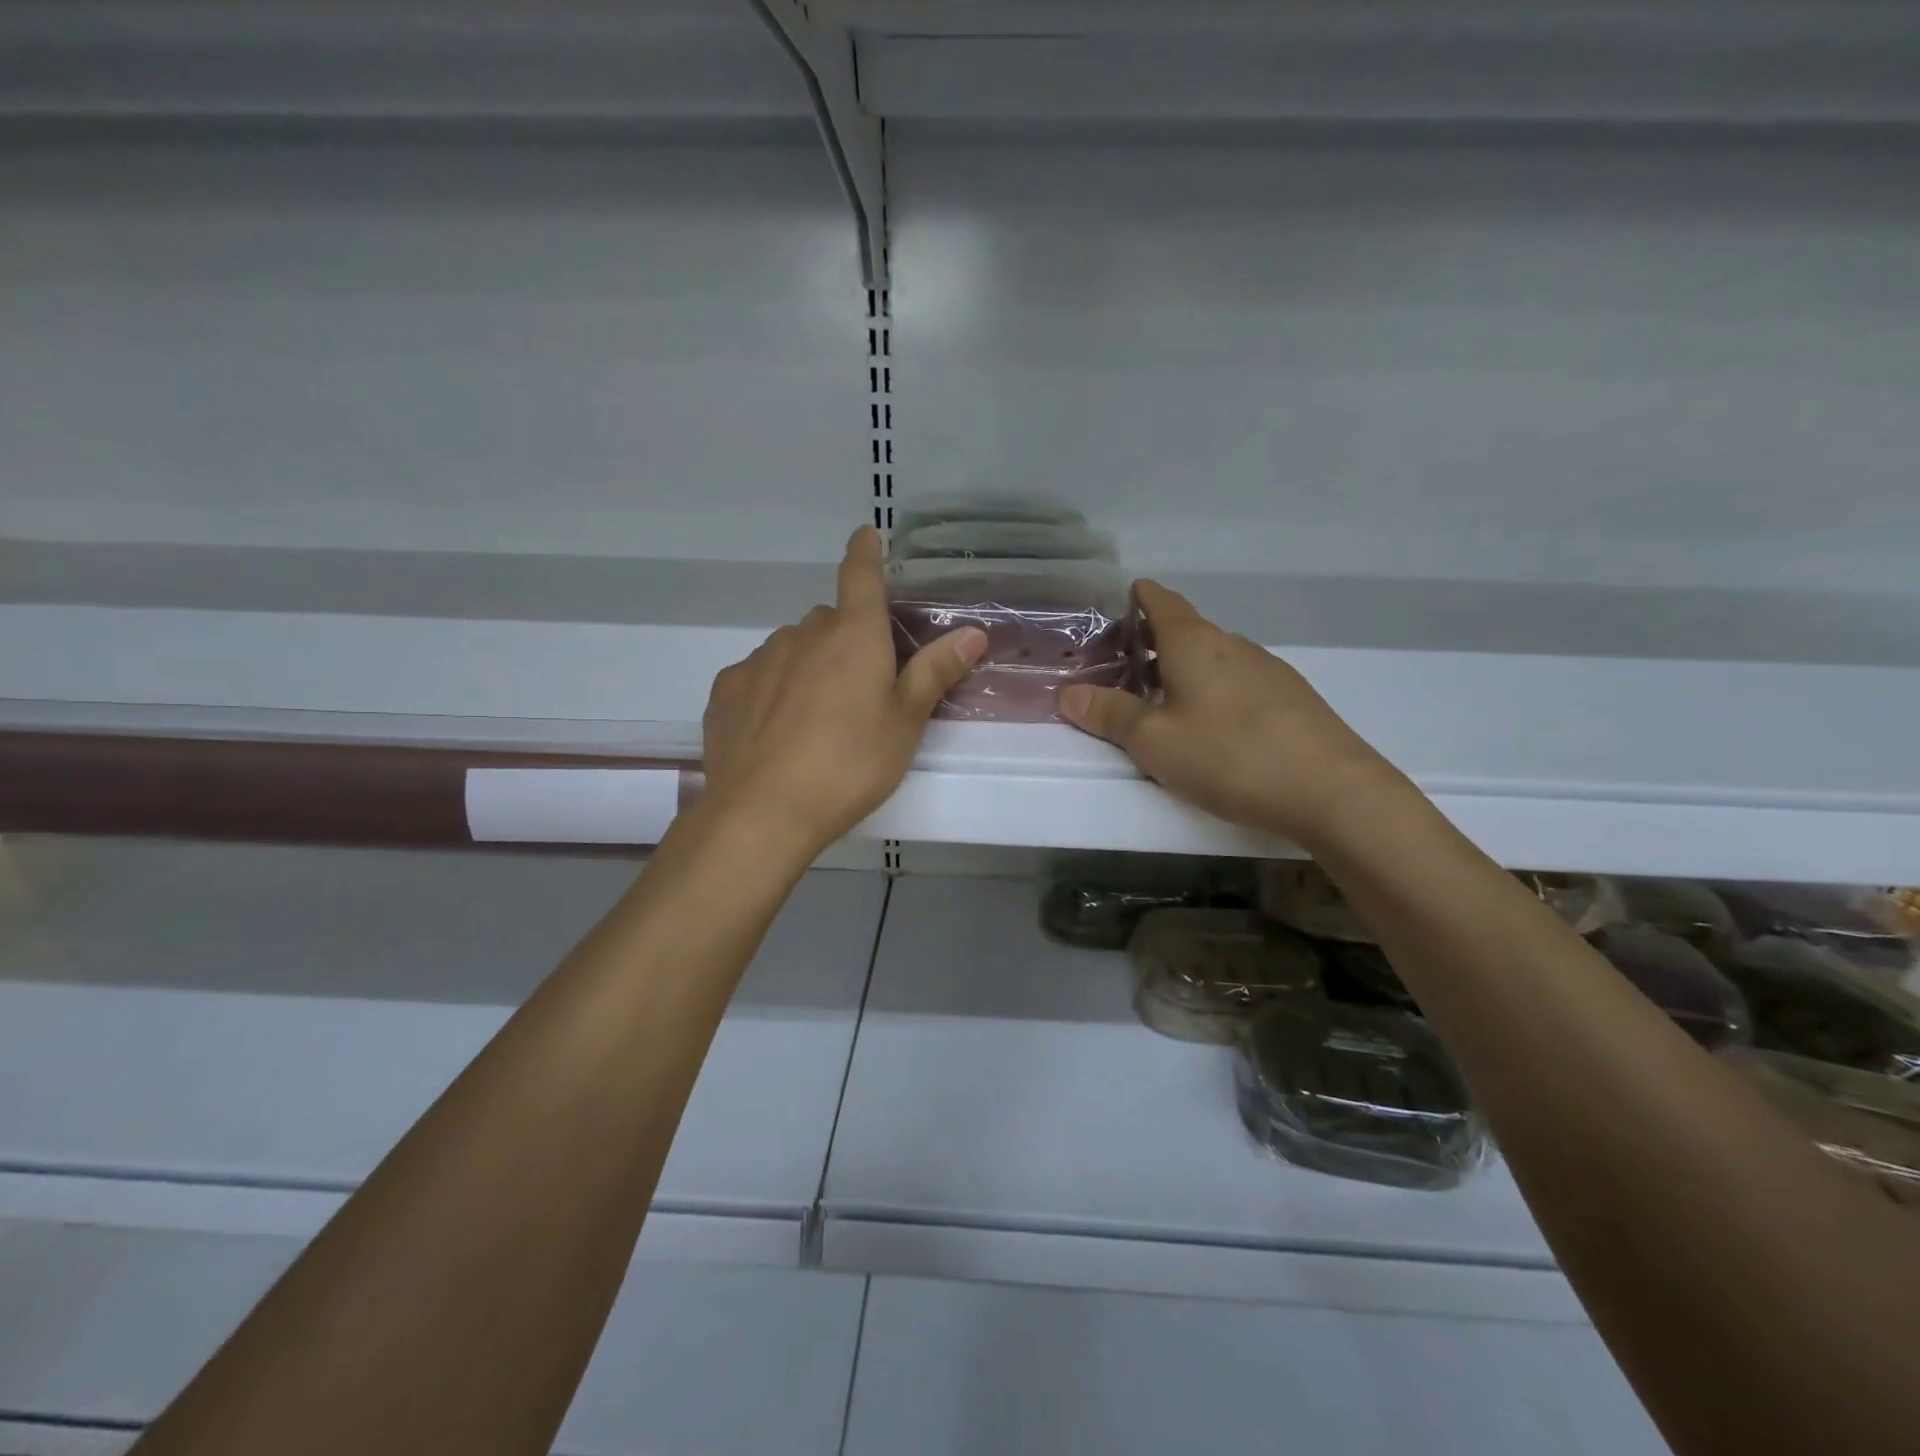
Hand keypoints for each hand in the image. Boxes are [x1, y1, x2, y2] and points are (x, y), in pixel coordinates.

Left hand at [698, 527, 986, 854]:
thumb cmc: (850, 763)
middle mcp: (803, 634)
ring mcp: (759, 659)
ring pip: (794, 648)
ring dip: (809, 665)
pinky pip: (760, 675)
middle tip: (862, 686)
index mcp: (853, 635)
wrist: (764, 811)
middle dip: (847, 639)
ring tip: (818, 718)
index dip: (865, 551)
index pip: (860, 574)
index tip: (866, 534)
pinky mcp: (727, 689)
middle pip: (830, 621)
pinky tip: (778, 730)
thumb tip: (974, 631)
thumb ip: (935, 672)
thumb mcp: (905, 722)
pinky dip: (773, 689)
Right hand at [1060, 580, 1401, 845]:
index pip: (1163, 603)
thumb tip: (1068, 693)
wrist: (1332, 791)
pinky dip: (1215, 688)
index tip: (1126, 596)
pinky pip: (1239, 681)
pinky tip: (1214, 723)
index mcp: (1195, 644)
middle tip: (1125, 663)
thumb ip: (1110, 715)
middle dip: (1155, 641)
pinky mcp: (1292, 699)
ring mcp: (1269, 670)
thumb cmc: (1229, 757)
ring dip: (1186, 668)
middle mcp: (1233, 645)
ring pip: (1215, 658)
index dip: (1141, 597)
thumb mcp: (1155, 742)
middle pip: (1188, 631)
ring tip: (1164, 698)